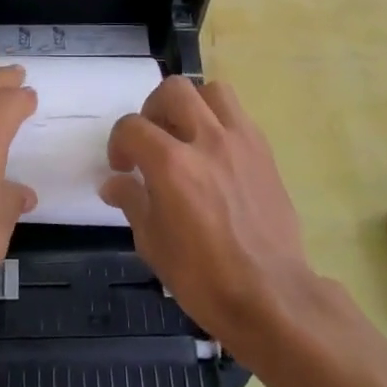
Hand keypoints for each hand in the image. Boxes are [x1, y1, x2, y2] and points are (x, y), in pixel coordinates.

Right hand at [100, 76, 314, 351]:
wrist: (271, 296)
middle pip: (174, 91)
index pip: (132, 127)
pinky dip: (219, 123)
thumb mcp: (153, 243)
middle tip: (152, 139)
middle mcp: (207, 141)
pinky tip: (214, 155)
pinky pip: (238, 116)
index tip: (122, 167)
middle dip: (153, 109)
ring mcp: (241, 143)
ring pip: (212, 91)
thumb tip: (114, 183)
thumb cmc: (203, 277)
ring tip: (186, 135)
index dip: (119, 143)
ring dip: (192, 105)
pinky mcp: (264, 152)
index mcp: (171, 165)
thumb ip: (132, 201)